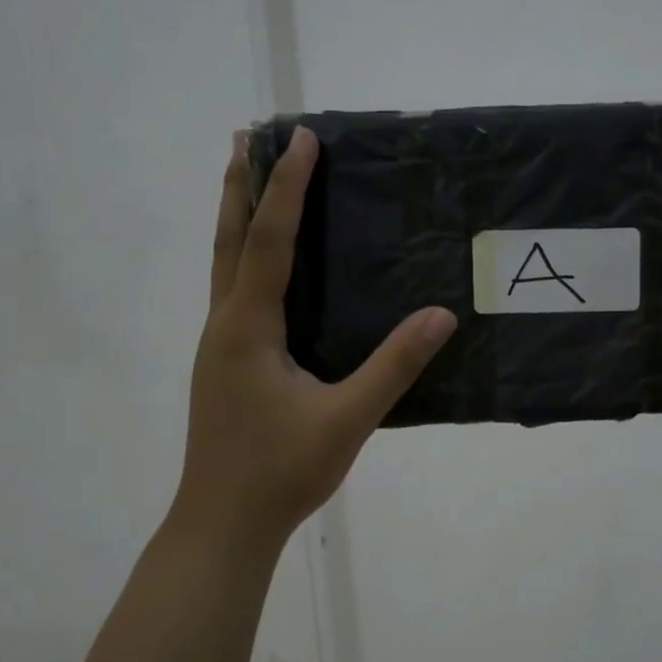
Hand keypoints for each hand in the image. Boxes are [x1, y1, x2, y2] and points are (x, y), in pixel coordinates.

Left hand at [170, 126, 456, 559]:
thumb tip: (441, 315)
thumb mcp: (346, 419)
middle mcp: (226, 324)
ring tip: (249, 180)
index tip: (301, 138)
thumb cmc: (280, 471)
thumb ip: (394, 366)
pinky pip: (234, 290)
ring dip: (237, 217)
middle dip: (241, 185)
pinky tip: (265, 267)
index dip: (286, 187)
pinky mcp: (226, 363)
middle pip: (229, 239)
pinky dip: (244, 256)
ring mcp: (220, 345)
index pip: (270, 241)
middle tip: (249, 136)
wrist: (222, 525)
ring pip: (225, 264)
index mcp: (249, 327)